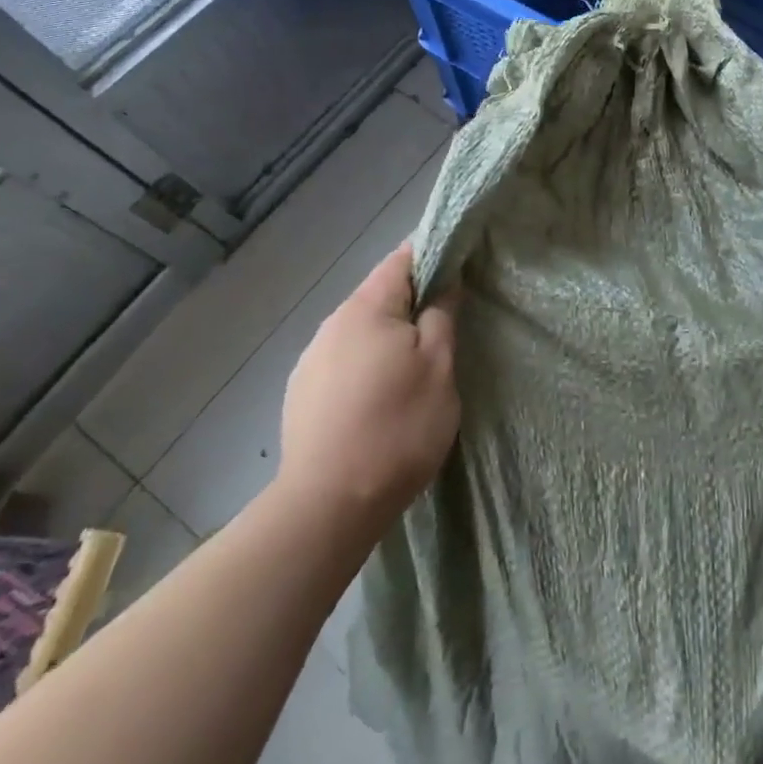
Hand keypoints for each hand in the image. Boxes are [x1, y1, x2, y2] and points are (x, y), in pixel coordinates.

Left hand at [274, 242, 459, 533]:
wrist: (327, 507)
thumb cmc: (397, 427)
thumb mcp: (438, 366)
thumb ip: (442, 314)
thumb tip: (444, 282)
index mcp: (366, 308)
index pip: (402, 258)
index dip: (434, 256)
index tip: (461, 268)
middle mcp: (332, 324)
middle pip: (380, 295)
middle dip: (413, 302)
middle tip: (447, 326)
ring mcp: (311, 360)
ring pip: (362, 331)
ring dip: (389, 337)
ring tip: (415, 368)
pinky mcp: (302, 394)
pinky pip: (345, 361)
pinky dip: (367, 365)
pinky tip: (380, 398)